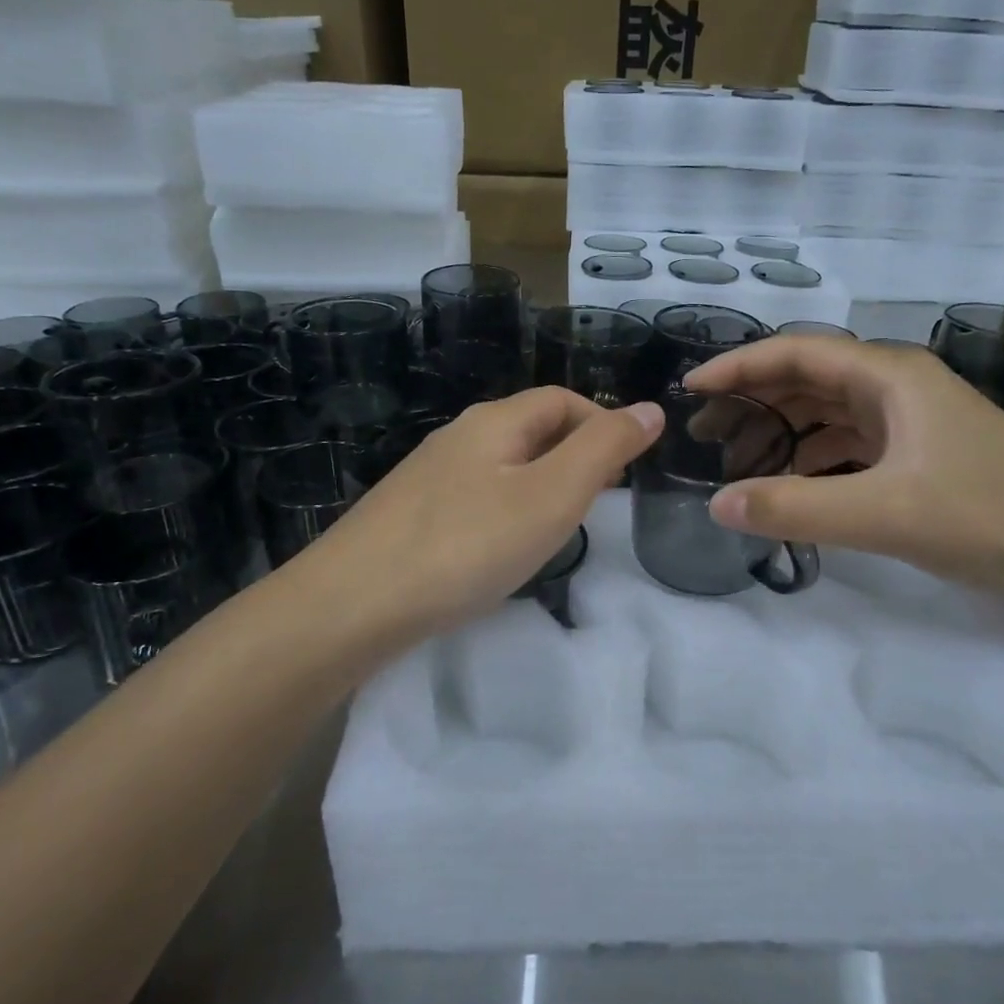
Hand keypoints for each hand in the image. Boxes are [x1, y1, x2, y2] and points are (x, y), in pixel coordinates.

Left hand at [293, 387, 662, 638]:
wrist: (353, 603)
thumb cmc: (467, 544)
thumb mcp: (552, 495)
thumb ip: (604, 449)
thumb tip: (650, 409)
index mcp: (494, 421)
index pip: (561, 399)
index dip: (602, 421)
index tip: (629, 468)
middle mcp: (459, 436)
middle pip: (531, 427)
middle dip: (575, 452)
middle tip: (601, 499)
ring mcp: (429, 475)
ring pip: (503, 463)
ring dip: (542, 481)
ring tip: (561, 524)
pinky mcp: (411, 513)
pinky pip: (476, 495)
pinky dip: (508, 507)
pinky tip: (503, 546)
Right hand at [684, 336, 1003, 603]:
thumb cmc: (988, 517)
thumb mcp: (884, 515)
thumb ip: (795, 508)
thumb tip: (716, 503)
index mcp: (889, 375)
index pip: (795, 352)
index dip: (738, 366)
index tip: (690, 390)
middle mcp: (897, 384)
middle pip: (807, 378)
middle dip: (753, 401)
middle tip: (704, 434)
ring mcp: (911, 418)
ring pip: (827, 411)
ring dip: (781, 431)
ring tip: (739, 463)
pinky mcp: (920, 450)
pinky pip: (849, 441)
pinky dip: (813, 457)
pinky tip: (794, 485)